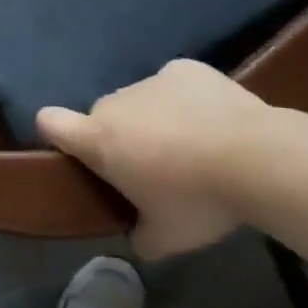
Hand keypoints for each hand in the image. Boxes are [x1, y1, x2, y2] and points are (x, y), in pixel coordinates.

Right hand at [37, 60, 266, 258]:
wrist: (255, 157)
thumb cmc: (198, 201)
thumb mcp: (166, 239)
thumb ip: (140, 237)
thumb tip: (137, 237)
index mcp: (101, 140)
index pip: (52, 123)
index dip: (55, 132)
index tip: (72, 150)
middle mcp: (117, 103)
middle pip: (104, 117)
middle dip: (120, 138)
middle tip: (153, 168)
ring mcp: (152, 80)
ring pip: (140, 100)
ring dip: (153, 119)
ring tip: (193, 146)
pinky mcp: (185, 68)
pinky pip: (173, 85)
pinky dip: (184, 101)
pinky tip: (212, 121)